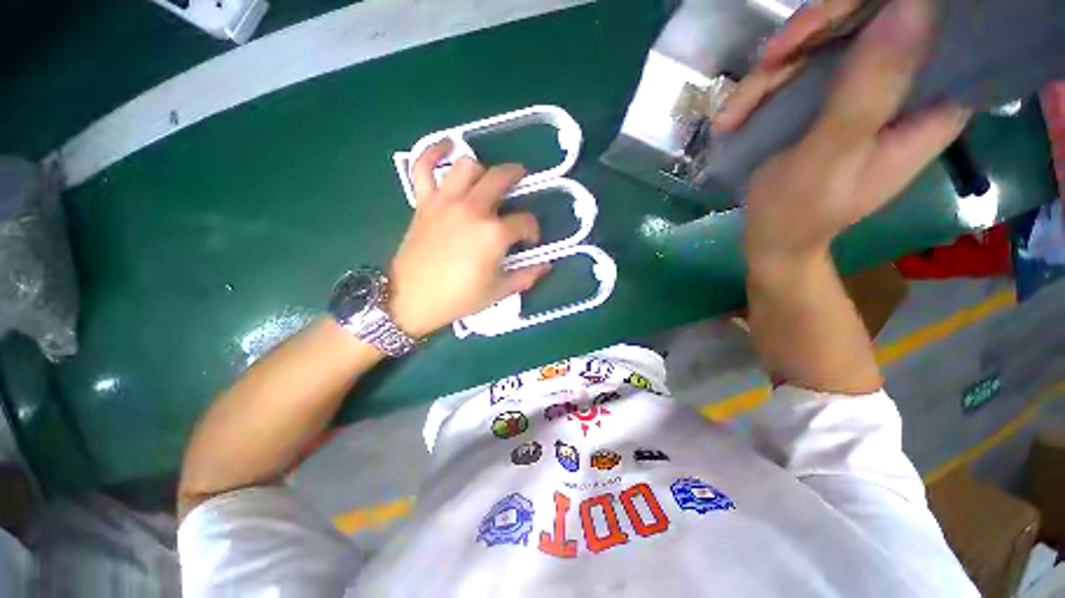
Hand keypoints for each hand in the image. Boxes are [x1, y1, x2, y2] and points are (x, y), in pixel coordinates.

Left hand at [388, 141, 549, 336]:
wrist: (411, 298)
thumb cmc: (458, 298)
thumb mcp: (498, 292)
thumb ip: (526, 276)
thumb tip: (546, 266)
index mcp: (494, 234)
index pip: (525, 222)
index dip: (532, 230)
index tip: (529, 240)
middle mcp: (473, 209)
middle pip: (501, 178)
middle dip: (516, 176)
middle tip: (521, 182)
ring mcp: (446, 202)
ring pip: (467, 166)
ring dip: (482, 169)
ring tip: (487, 178)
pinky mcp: (424, 202)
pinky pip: (424, 166)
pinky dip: (434, 151)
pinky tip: (447, 145)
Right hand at [730, 0, 969, 269]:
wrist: (772, 236)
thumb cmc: (799, 211)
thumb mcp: (828, 159)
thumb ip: (866, 94)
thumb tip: (911, 6)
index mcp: (932, 108)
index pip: (935, 30)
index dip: (886, 12)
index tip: (833, 25)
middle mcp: (908, 89)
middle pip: (876, 22)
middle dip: (816, 35)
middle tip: (772, 62)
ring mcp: (867, 89)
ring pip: (832, 39)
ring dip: (777, 70)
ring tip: (735, 112)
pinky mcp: (833, 97)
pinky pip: (803, 67)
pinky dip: (764, 88)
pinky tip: (734, 117)